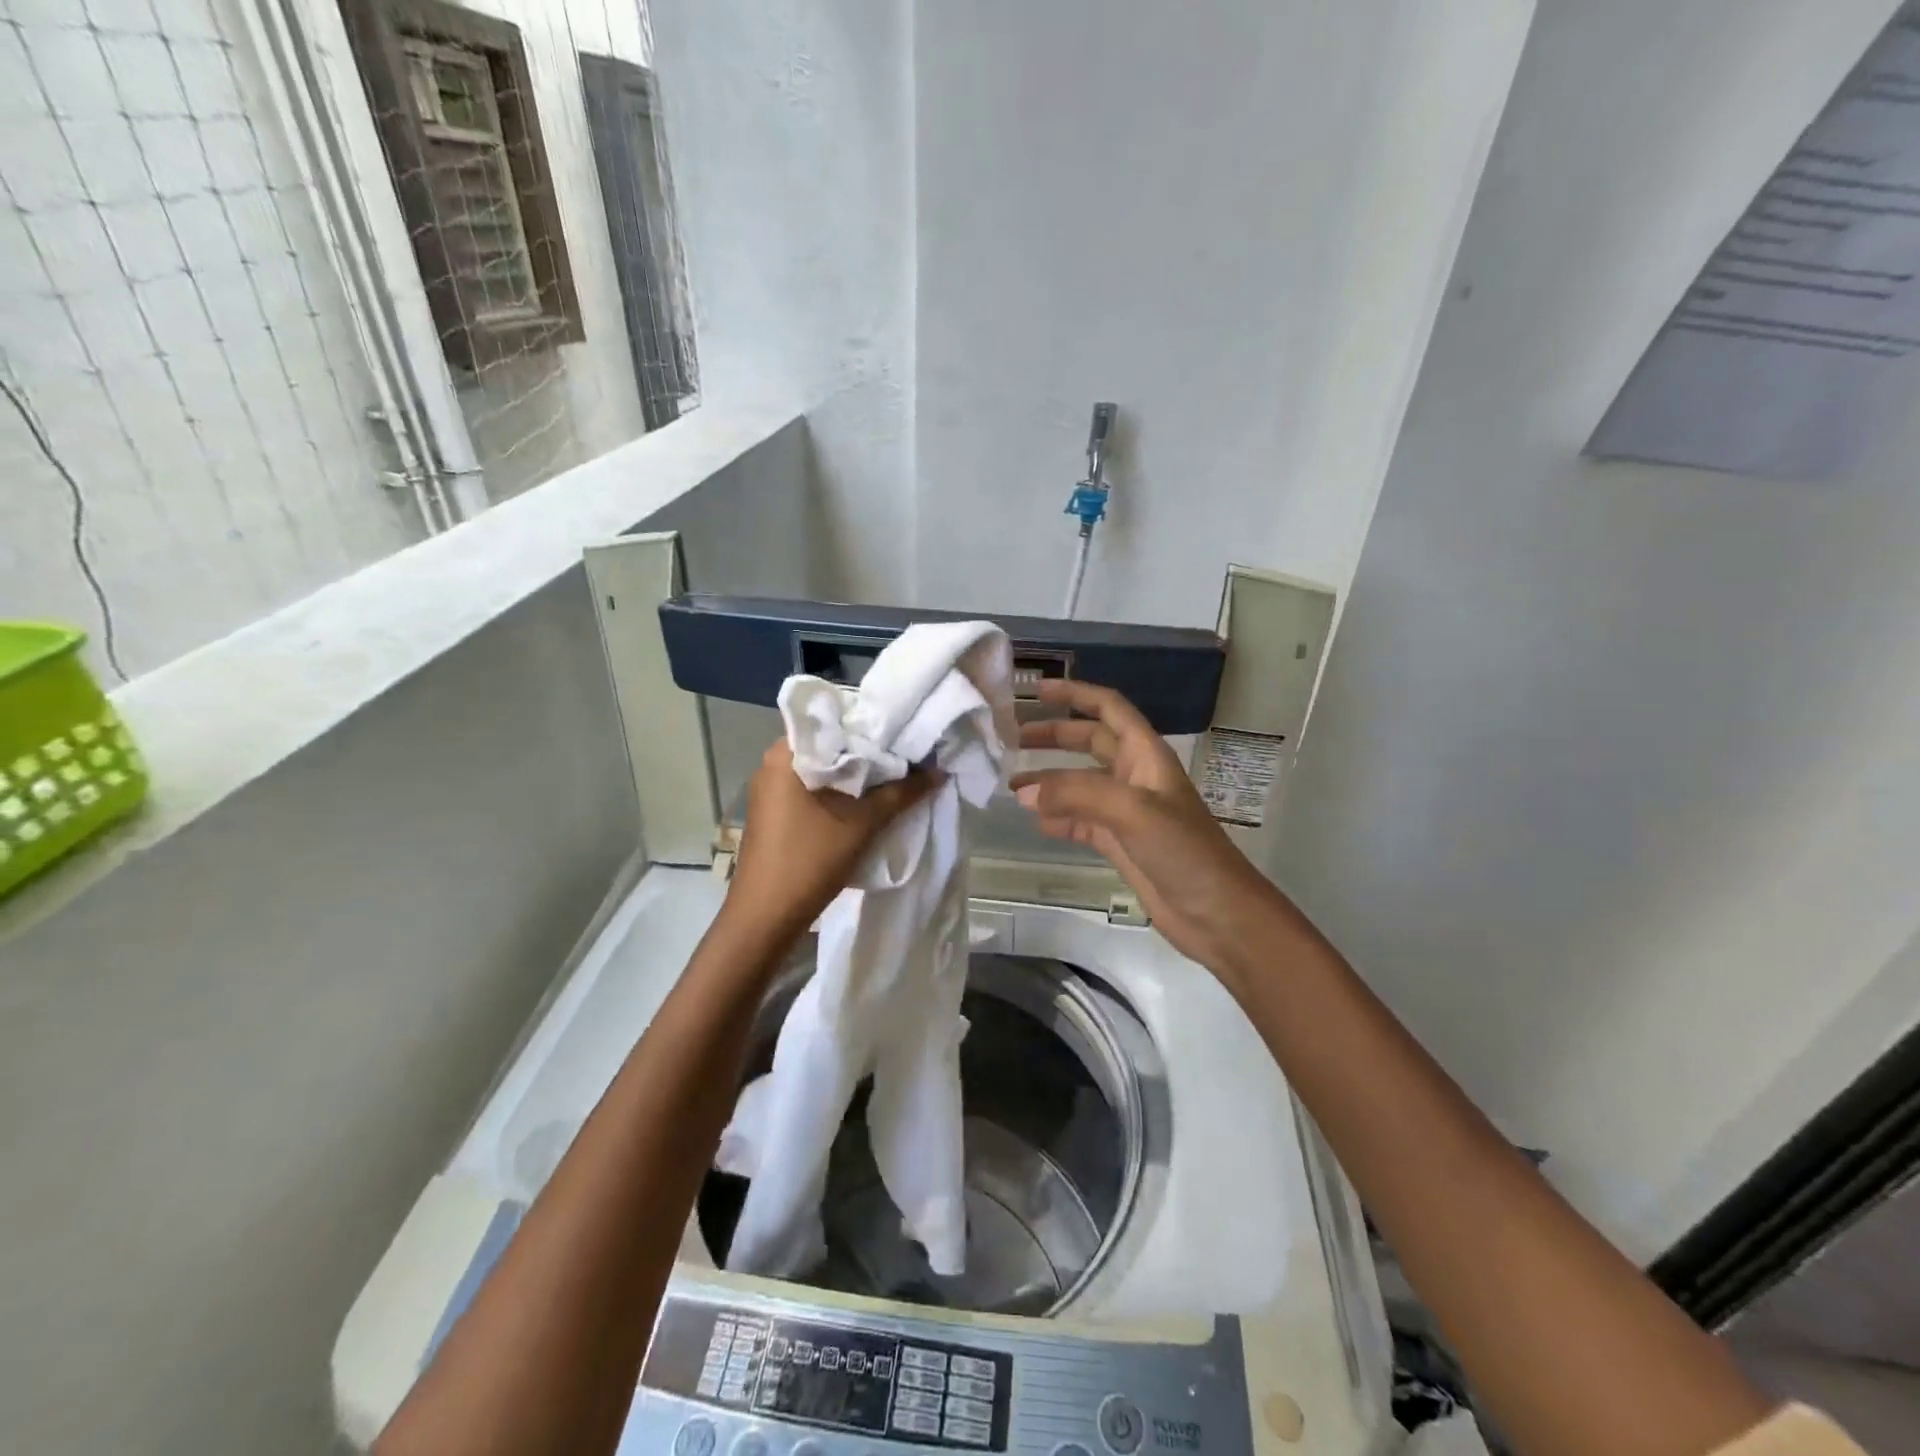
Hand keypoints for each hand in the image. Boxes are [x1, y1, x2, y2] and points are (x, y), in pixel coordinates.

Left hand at [724, 740, 940, 946]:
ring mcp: (772, 791)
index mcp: (785, 754)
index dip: (871, 725)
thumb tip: (938, 771)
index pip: (834, 721)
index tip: (904, 732)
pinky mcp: (776, 814)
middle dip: (868, 753)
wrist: (765, 919)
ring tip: (896, 777)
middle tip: (908, 755)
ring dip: (856, 777)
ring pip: (824, 771)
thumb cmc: (809, 860)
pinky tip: (868, 803)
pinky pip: (814, 791)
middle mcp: (773, 764)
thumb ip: (901, 793)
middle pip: (830, 747)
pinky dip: (841, 794)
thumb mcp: (862, 824)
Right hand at [1013, 680, 1280, 975]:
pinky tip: (1035, 822)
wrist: (1217, 913)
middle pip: (1089, 742)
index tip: (1036, 691)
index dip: (1075, 694)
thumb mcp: (1133, 811)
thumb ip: (1077, 794)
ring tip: (1011, 786)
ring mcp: (1126, 811)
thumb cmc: (1184, 851)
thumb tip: (1023, 793)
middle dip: (1053, 736)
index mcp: (1146, 755)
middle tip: (1012, 739)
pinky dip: (1057, 818)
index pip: (1108, 708)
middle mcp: (1135, 776)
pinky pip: (1080, 820)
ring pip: (1079, 783)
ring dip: (1049, 781)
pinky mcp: (1118, 842)